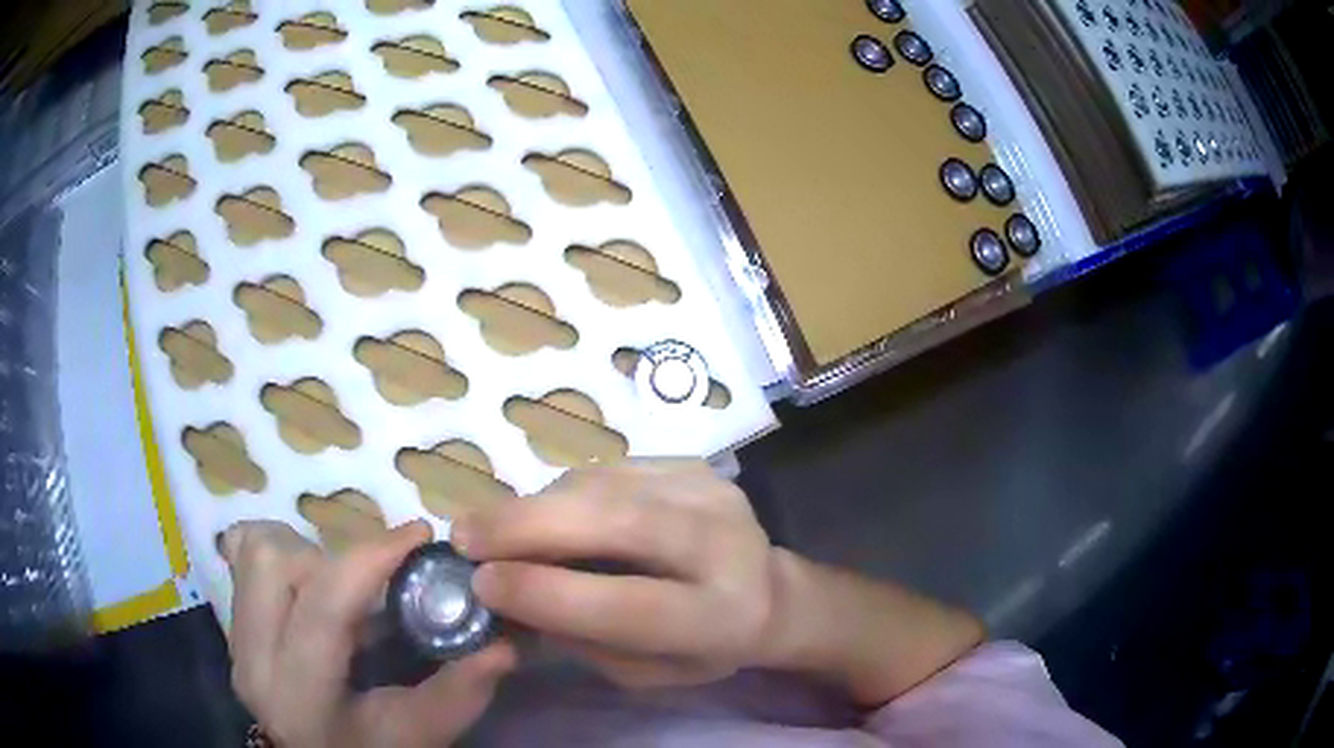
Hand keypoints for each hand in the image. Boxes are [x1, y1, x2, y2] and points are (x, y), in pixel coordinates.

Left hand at [222, 520, 515, 747]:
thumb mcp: (418, 735)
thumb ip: (460, 693)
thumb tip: (504, 643)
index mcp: (300, 692)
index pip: (324, 605)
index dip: (372, 557)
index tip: (418, 533)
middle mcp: (253, 657)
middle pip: (275, 562)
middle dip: (333, 557)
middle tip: (374, 581)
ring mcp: (234, 639)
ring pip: (254, 552)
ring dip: (304, 554)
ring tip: (339, 586)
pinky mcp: (232, 626)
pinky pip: (241, 559)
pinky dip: (277, 554)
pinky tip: (304, 583)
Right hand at [456, 461, 984, 706]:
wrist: (770, 592)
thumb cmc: (704, 648)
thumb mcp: (646, 672)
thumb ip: (581, 638)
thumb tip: (503, 590)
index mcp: (722, 616)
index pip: (629, 605)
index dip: (547, 593)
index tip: (480, 583)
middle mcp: (725, 543)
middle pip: (616, 522)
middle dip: (526, 526)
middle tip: (463, 535)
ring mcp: (712, 490)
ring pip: (602, 486)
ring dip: (536, 506)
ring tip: (497, 530)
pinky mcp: (695, 463)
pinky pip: (609, 469)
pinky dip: (564, 492)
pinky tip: (549, 514)